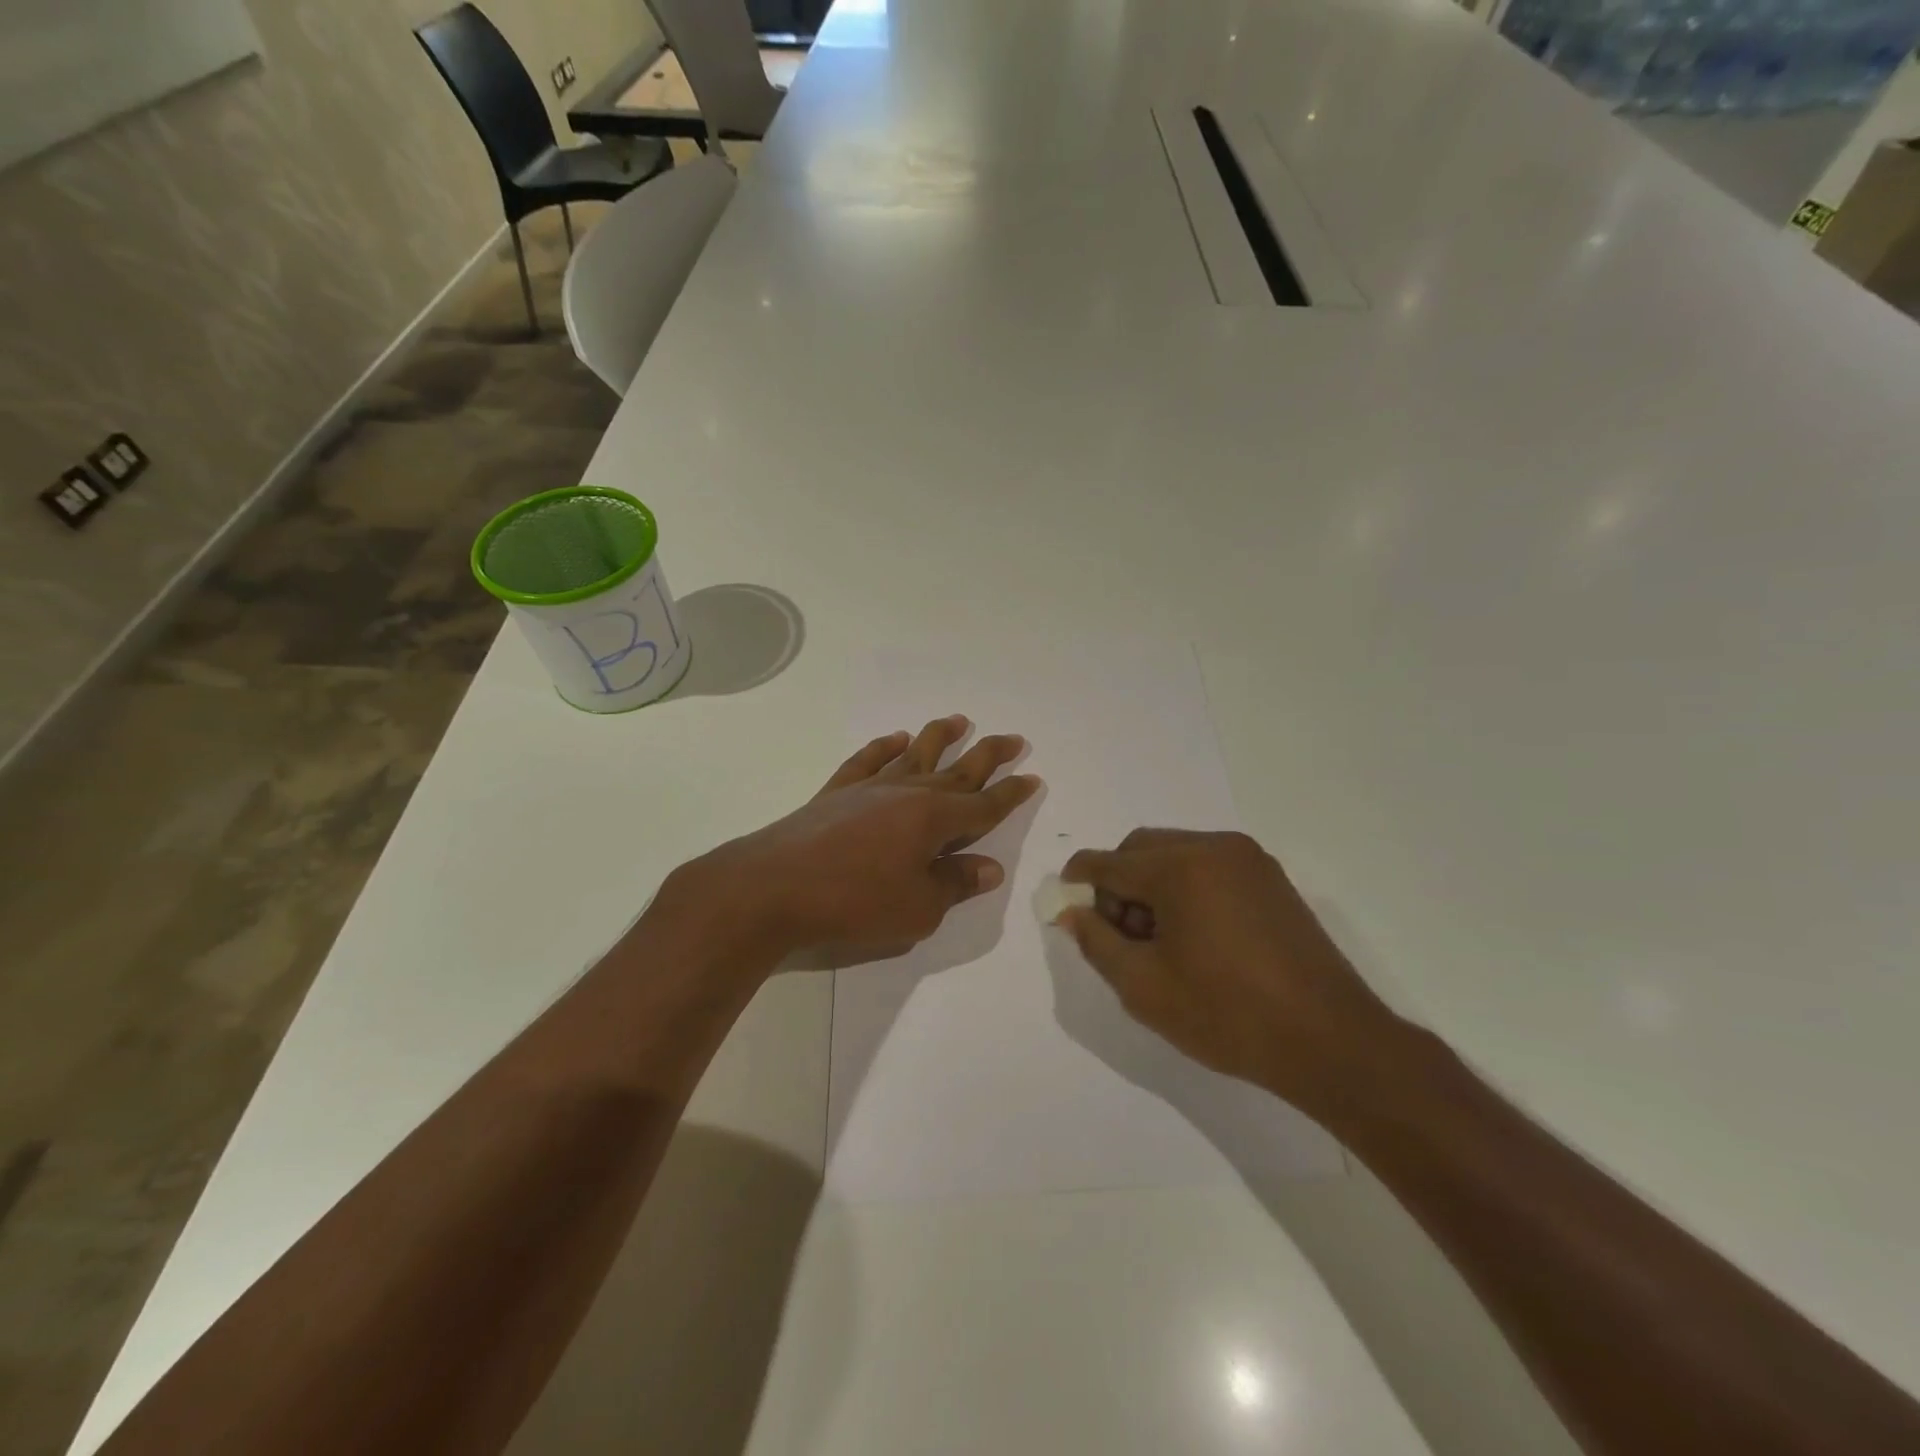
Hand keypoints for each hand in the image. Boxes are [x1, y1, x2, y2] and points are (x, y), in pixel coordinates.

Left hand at [663, 715, 1039, 966]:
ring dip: (940, 736)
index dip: (1011, 794)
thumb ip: (954, 884)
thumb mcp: (917, 909)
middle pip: (958, 769)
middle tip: (1014, 738)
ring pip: (915, 754)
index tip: (1032, 777)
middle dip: (989, 754)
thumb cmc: (853, 903)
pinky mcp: (836, 791)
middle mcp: (908, 794)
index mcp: (934, 821)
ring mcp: (869, 788)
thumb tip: (989, 866)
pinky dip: (884, 746)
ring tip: (959, 719)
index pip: (984, 805)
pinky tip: (896, 738)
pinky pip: (868, 760)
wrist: (773, 888)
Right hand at [1058, 829, 1407, 1119]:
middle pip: (1142, 848)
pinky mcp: (1271, 878)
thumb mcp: (1143, 986)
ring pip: (1176, 853)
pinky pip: (1209, 866)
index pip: (1109, 861)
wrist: (1330, 1041)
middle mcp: (1214, 846)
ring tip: (1160, 941)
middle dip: (1118, 883)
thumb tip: (1072, 912)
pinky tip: (1195, 936)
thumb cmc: (1227, 1014)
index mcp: (1180, 866)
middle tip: (1120, 935)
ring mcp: (1248, 859)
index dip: (1079, 881)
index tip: (1066, 906)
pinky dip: (1186, 887)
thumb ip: (1096, 941)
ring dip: (1152, 885)